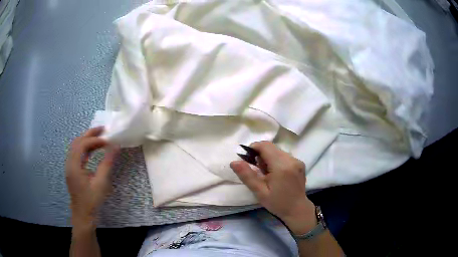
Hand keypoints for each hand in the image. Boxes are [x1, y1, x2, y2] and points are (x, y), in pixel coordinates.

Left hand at [65, 127, 118, 226]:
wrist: (83, 215)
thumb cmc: (92, 201)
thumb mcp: (101, 183)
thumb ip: (107, 163)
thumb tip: (115, 147)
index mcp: (74, 165)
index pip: (82, 145)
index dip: (95, 140)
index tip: (108, 141)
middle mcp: (69, 163)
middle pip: (77, 142)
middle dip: (90, 134)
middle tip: (103, 130)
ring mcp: (70, 167)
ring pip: (76, 147)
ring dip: (87, 140)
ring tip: (99, 138)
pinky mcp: (72, 170)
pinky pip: (77, 154)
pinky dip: (85, 149)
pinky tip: (93, 150)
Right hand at [230, 141, 315, 233]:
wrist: (297, 209)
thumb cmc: (277, 203)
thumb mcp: (259, 192)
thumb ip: (247, 175)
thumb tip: (234, 162)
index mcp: (281, 166)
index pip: (265, 146)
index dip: (253, 148)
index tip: (247, 159)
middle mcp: (291, 159)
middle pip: (271, 147)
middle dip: (260, 155)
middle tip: (257, 171)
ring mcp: (297, 160)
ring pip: (277, 151)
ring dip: (268, 158)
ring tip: (267, 175)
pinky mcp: (300, 163)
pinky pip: (284, 156)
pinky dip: (276, 161)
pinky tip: (276, 174)